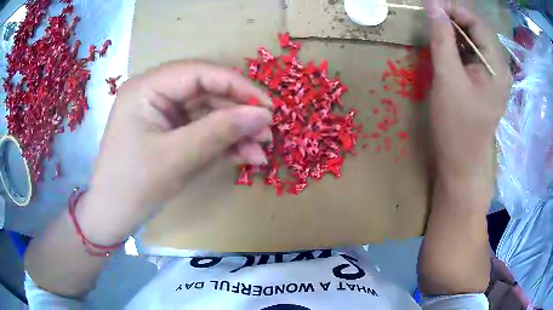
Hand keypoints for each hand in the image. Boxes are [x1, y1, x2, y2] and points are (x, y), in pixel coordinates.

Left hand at [77, 60, 272, 243]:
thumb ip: (220, 131)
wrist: (112, 217)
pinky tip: (244, 156)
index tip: (268, 106)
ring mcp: (162, 113)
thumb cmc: (133, 187)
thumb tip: (263, 115)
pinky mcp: (169, 132)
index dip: (237, 86)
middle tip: (267, 132)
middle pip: (206, 92)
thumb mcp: (177, 157)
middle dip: (238, 113)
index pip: (199, 73)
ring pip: (207, 113)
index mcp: (146, 87)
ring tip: (261, 151)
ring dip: (235, 131)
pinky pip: (201, 130)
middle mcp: (154, 93)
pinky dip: (223, 143)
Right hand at [427, 2, 511, 192]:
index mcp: (496, 67)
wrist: (461, 165)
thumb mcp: (448, 79)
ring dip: (455, 32)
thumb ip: (442, 39)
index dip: (456, 9)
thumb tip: (432, 6)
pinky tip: (444, 48)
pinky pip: (471, 57)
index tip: (432, 5)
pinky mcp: (483, 86)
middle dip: (455, 19)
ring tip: (435, 29)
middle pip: (478, 32)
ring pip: (474, 43)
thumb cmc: (457, 126)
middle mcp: (498, 69)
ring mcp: (491, 78)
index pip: (478, 24)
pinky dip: (457, 47)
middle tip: (431, 15)